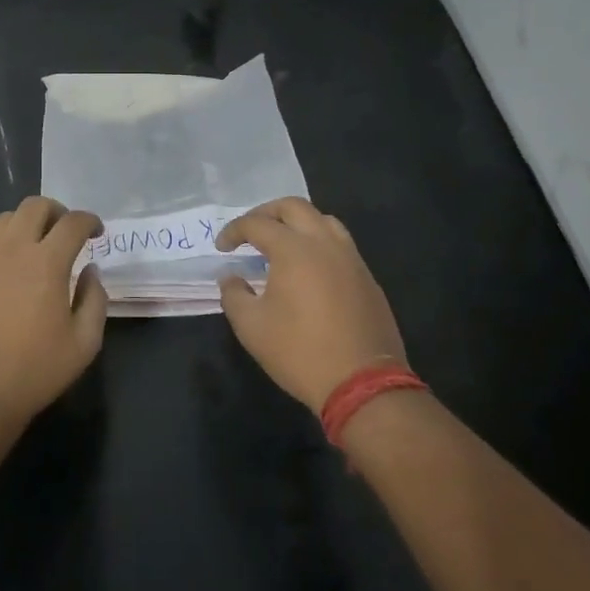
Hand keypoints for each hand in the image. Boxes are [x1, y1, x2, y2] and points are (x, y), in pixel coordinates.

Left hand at [0, 197, 107, 427]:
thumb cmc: (35, 370)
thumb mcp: (84, 343)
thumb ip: (95, 298)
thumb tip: (90, 271)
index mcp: (46, 262)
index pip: (73, 222)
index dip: (90, 221)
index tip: (96, 233)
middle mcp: (12, 247)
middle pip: (36, 206)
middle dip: (58, 212)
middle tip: (66, 233)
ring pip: (7, 218)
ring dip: (27, 224)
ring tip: (35, 247)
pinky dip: (2, 241)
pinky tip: (7, 267)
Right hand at [216, 198, 407, 412]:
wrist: (363, 383)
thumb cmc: (300, 352)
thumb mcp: (251, 327)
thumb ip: (234, 294)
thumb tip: (230, 277)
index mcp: (294, 249)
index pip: (257, 224)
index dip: (234, 231)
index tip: (222, 247)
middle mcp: (325, 243)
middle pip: (294, 207)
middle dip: (266, 213)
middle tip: (250, 232)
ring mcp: (351, 259)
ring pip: (323, 221)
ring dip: (298, 223)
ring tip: (282, 243)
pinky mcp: (367, 279)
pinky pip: (341, 245)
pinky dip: (319, 244)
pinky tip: (309, 270)